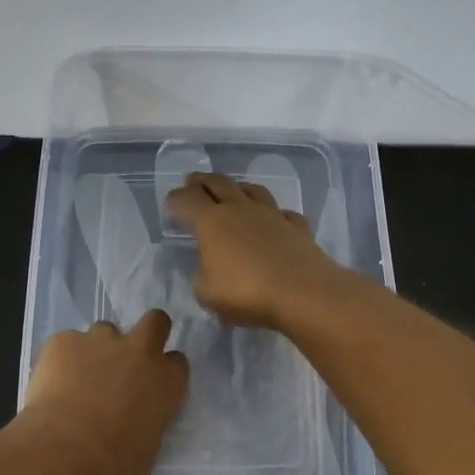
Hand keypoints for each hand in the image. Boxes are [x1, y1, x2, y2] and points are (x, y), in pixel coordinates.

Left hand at [24, 311, 188, 474]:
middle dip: (146, 332)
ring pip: (104, 330)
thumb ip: (146, 422)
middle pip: (155, 321)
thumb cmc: (114, 467)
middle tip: (128, 356)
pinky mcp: (63, 341)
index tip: (152, 383)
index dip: (164, 370)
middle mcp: (140, 351)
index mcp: (166, 381)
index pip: (177, 361)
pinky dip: (61, 359)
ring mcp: (100, 340)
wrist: (63, 454)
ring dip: (97, 349)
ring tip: (78, 378)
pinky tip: (51, 385)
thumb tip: (133, 423)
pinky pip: (66, 343)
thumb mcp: (146, 449)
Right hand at [164, 172, 347, 330]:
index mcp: (212, 221)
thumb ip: (202, 276)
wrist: (303, 292)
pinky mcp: (297, 228)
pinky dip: (275, 215)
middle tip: (193, 182)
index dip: (176, 199)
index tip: (171, 203)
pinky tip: (275, 221)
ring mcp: (272, 215)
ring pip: (253, 190)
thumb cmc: (246, 292)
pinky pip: (283, 214)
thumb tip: (208, 269)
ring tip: (234, 193)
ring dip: (239, 189)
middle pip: (219, 183)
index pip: (187, 200)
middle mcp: (241, 209)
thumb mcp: (207, 292)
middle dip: (202, 181)